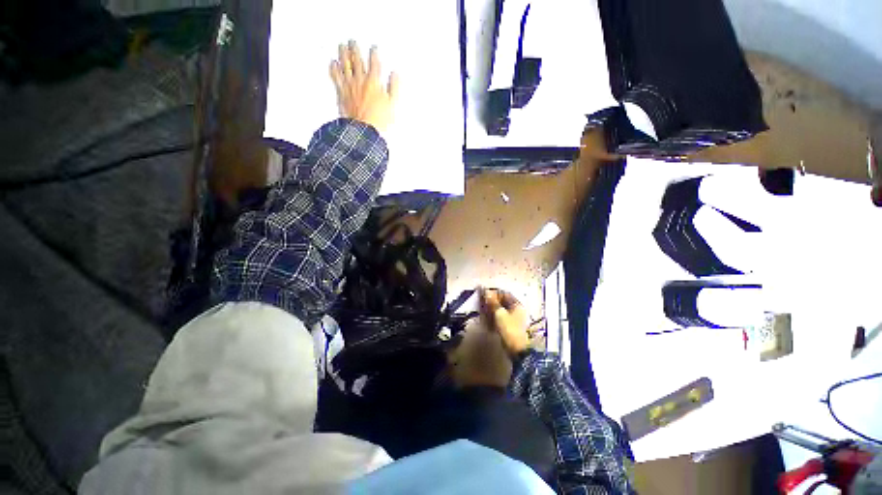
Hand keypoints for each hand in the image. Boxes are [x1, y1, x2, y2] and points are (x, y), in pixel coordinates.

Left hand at [330, 41, 398, 132]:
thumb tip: (395, 74)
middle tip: (353, 41)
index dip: (374, 53)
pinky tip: (333, 63)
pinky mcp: (341, 92)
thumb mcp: (393, 104)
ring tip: (342, 46)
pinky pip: (335, 76)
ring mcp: (349, 85)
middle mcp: (360, 80)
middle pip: (357, 60)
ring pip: (345, 64)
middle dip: (355, 49)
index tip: (374, 48)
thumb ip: (394, 87)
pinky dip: (334, 68)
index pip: (374, 63)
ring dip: (343, 53)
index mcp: (374, 82)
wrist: (363, 130)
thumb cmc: (379, 119)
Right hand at [481, 288, 529, 355]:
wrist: (517, 350)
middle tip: (481, 303)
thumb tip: (486, 291)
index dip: (493, 292)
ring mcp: (513, 318)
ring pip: (499, 310)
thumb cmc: (509, 329)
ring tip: (482, 312)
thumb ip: (493, 302)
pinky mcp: (509, 326)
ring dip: (490, 310)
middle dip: (490, 302)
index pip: (504, 293)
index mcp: (516, 304)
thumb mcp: (500, 314)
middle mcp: (516, 310)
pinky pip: (499, 318)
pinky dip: (492, 317)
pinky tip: (486, 320)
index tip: (483, 294)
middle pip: (501, 302)